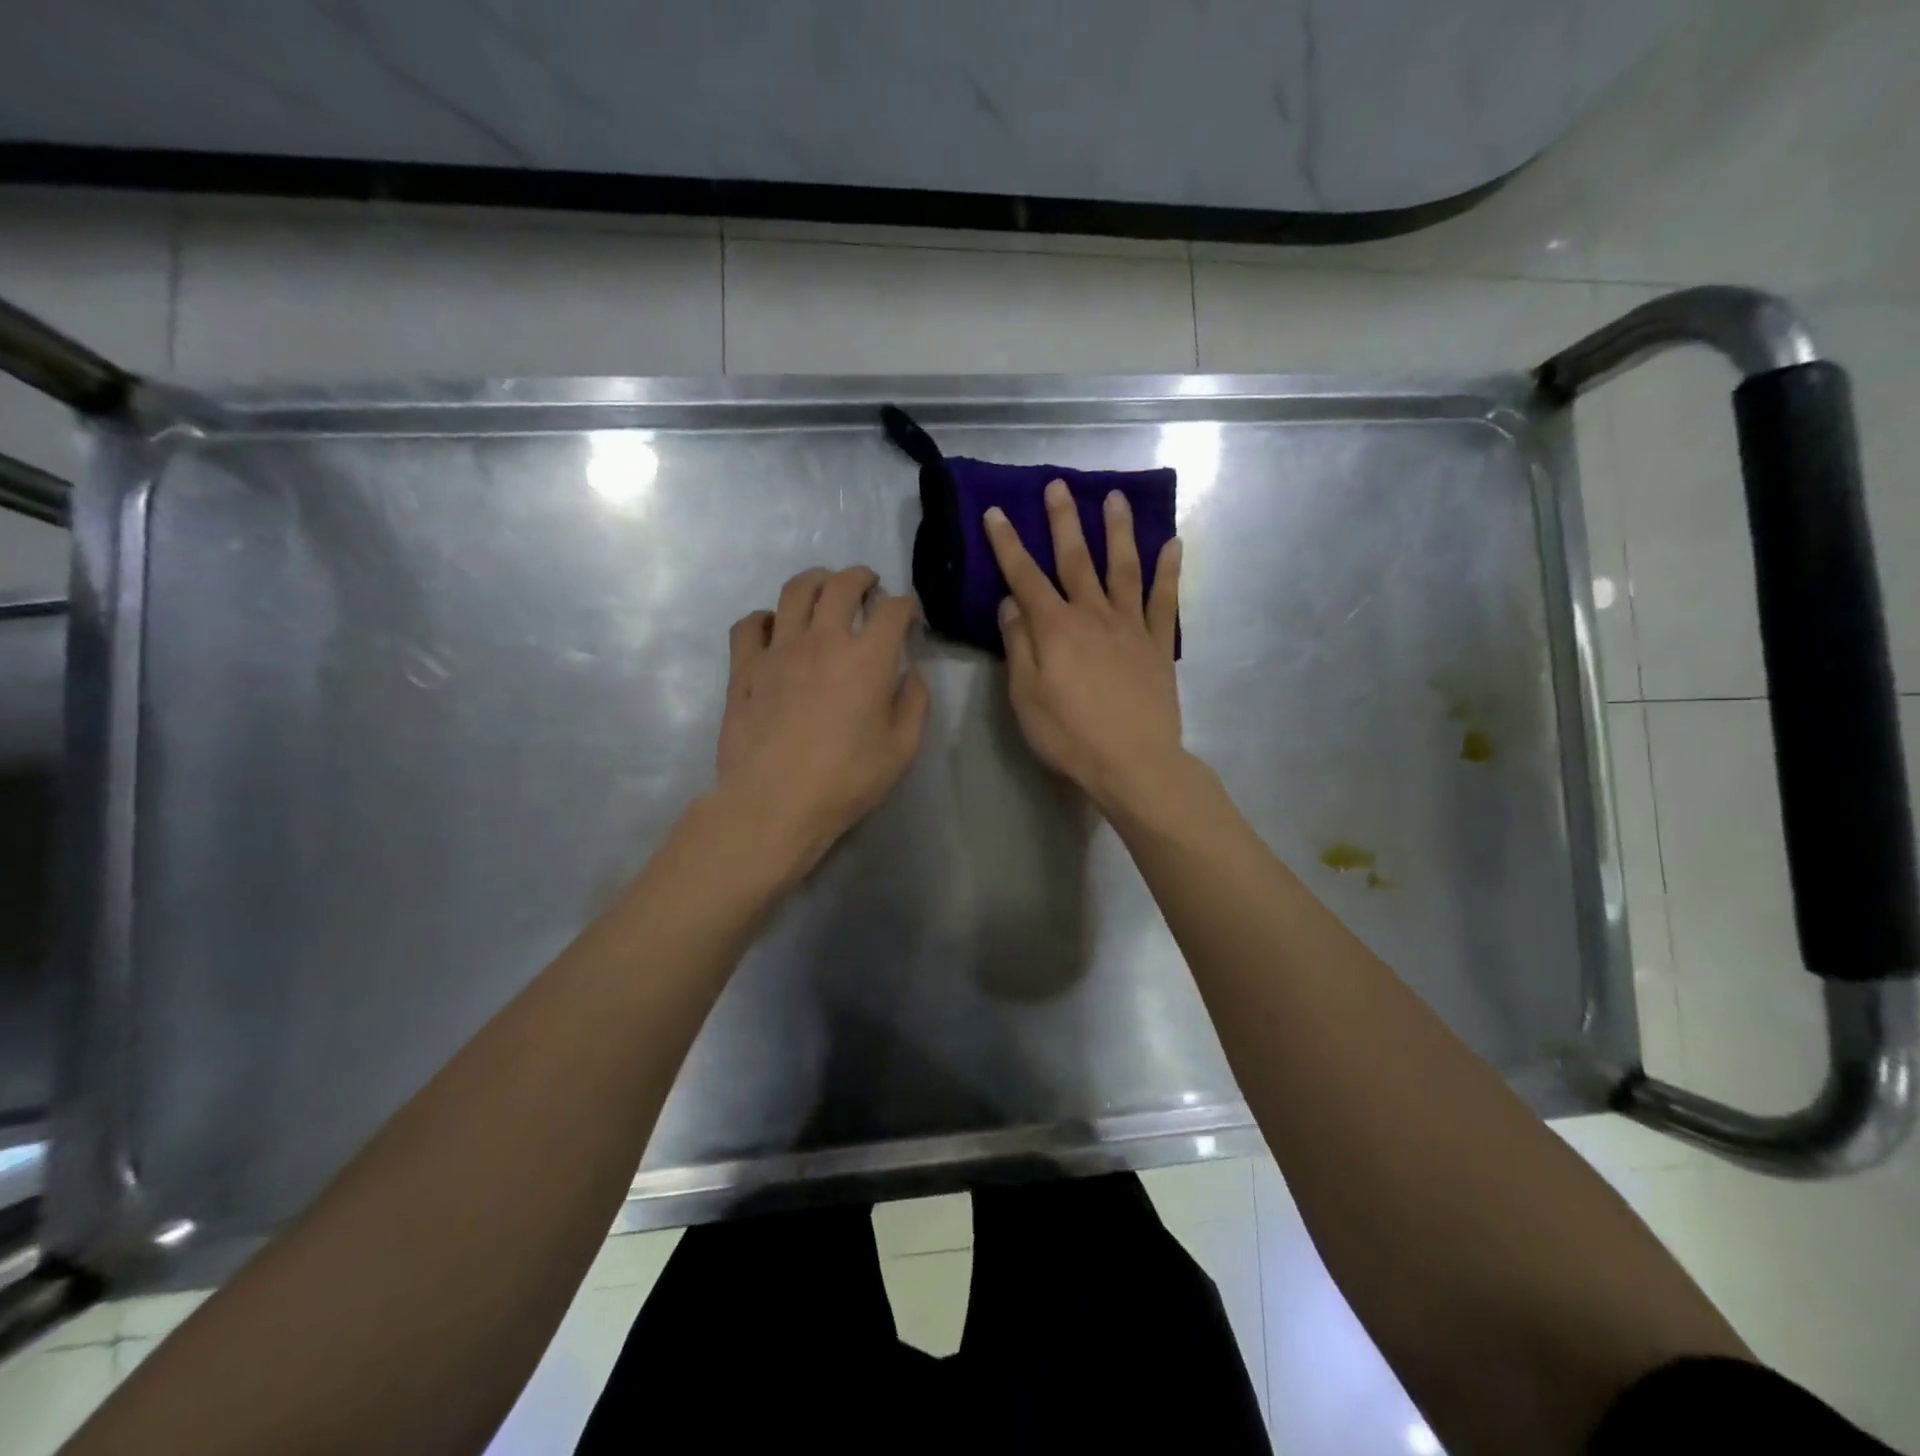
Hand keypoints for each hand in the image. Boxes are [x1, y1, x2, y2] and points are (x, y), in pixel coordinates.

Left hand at [715, 565, 928, 877]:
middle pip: (841, 585)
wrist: (774, 804)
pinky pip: (750, 624)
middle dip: (861, 577)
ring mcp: (778, 650)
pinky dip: (765, 618)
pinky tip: (773, 628)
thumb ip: (913, 703)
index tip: (909, 611)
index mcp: (867, 658)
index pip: (892, 610)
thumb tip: (910, 674)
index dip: (906, 603)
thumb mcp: (901, 749)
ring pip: (794, 591)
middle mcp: (822, 640)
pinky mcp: (745, 668)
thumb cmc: (845, 781)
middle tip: (868, 585)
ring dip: (816, 581)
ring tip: (823, 589)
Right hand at [984, 479, 1184, 815]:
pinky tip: (1173, 543)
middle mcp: (1093, 615)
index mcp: (1055, 628)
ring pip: (1123, 567)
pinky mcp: (1158, 644)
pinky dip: (1169, 570)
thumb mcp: (1026, 696)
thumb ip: (1019, 645)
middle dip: (1064, 521)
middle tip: (1059, 485)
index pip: (1025, 576)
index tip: (996, 512)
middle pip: (1076, 559)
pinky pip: (1165, 599)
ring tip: (1115, 498)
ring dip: (1118, 531)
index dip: (1008, 544)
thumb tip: (1011, 603)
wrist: (1134, 763)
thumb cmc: (1070, 735)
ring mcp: (1131, 626)